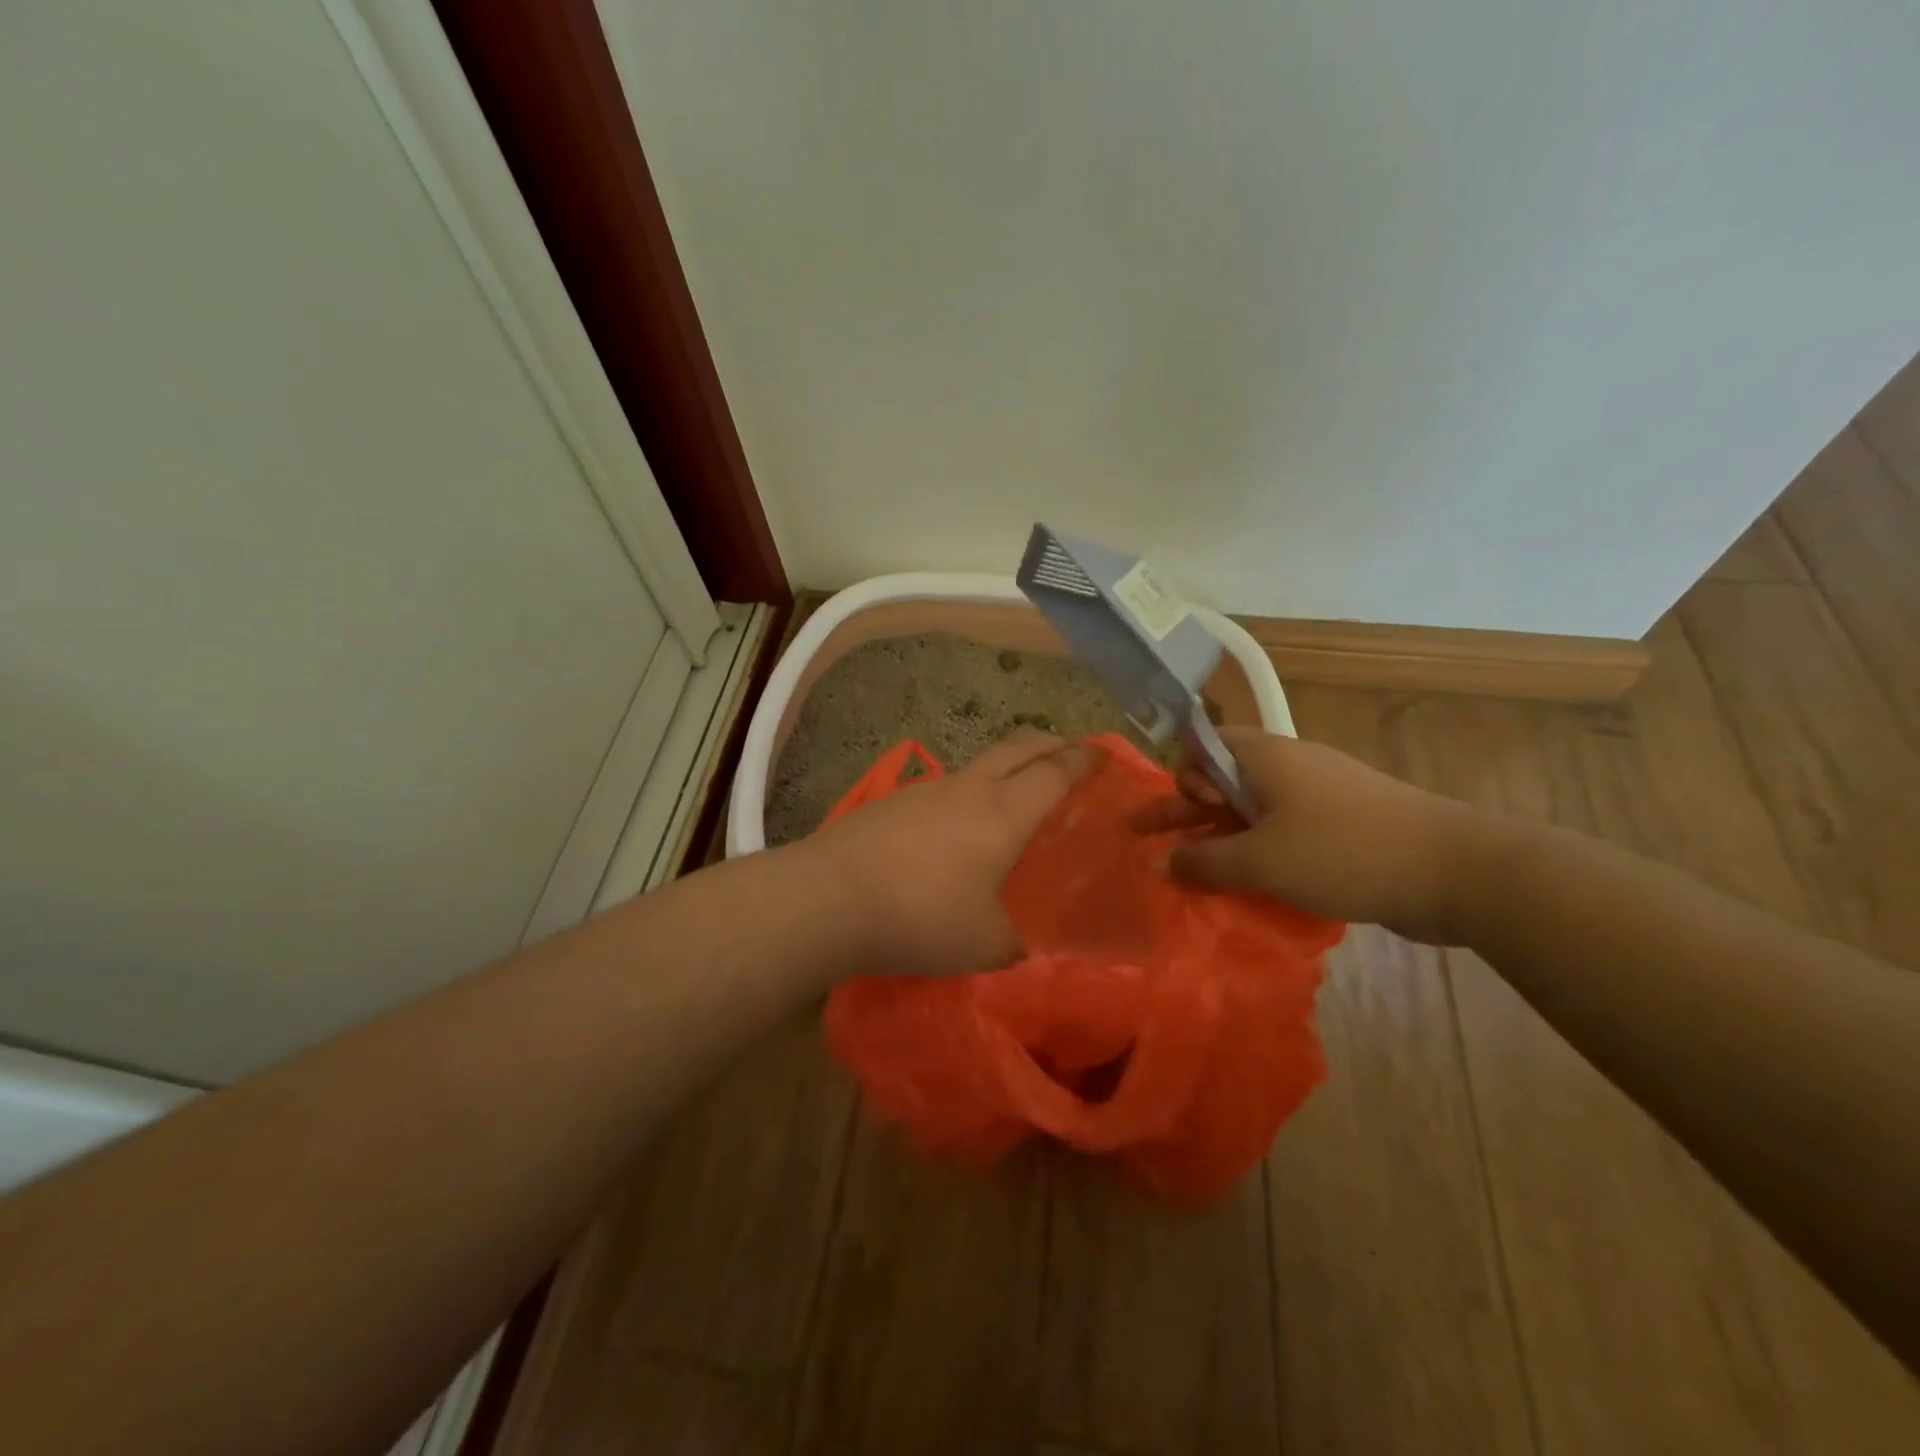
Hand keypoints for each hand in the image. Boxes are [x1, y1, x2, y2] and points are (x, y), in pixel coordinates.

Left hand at [804, 733, 1097, 976]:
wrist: (830, 897)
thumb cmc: (922, 916)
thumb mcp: (983, 943)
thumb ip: (1011, 941)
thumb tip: (1016, 944)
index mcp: (1005, 813)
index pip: (1055, 773)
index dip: (1083, 760)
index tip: (1103, 752)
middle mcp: (970, 789)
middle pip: (1018, 747)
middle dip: (1050, 743)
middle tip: (1069, 751)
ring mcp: (927, 790)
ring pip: (979, 764)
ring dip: (1006, 766)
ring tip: (1014, 791)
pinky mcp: (893, 802)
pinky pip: (946, 789)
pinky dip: (968, 793)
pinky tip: (958, 826)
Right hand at [1134, 725, 1489, 942]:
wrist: (1455, 869)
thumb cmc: (1343, 852)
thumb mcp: (1260, 861)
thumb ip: (1203, 862)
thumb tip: (1162, 864)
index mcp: (1266, 757)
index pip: (1205, 746)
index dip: (1185, 776)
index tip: (1188, 813)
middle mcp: (1289, 767)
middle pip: (1222, 781)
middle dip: (1184, 812)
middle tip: (1144, 838)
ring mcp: (1320, 796)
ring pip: (1253, 811)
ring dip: (1220, 839)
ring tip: (1194, 874)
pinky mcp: (1344, 826)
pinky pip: (1284, 832)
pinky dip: (1259, 853)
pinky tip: (1251, 885)